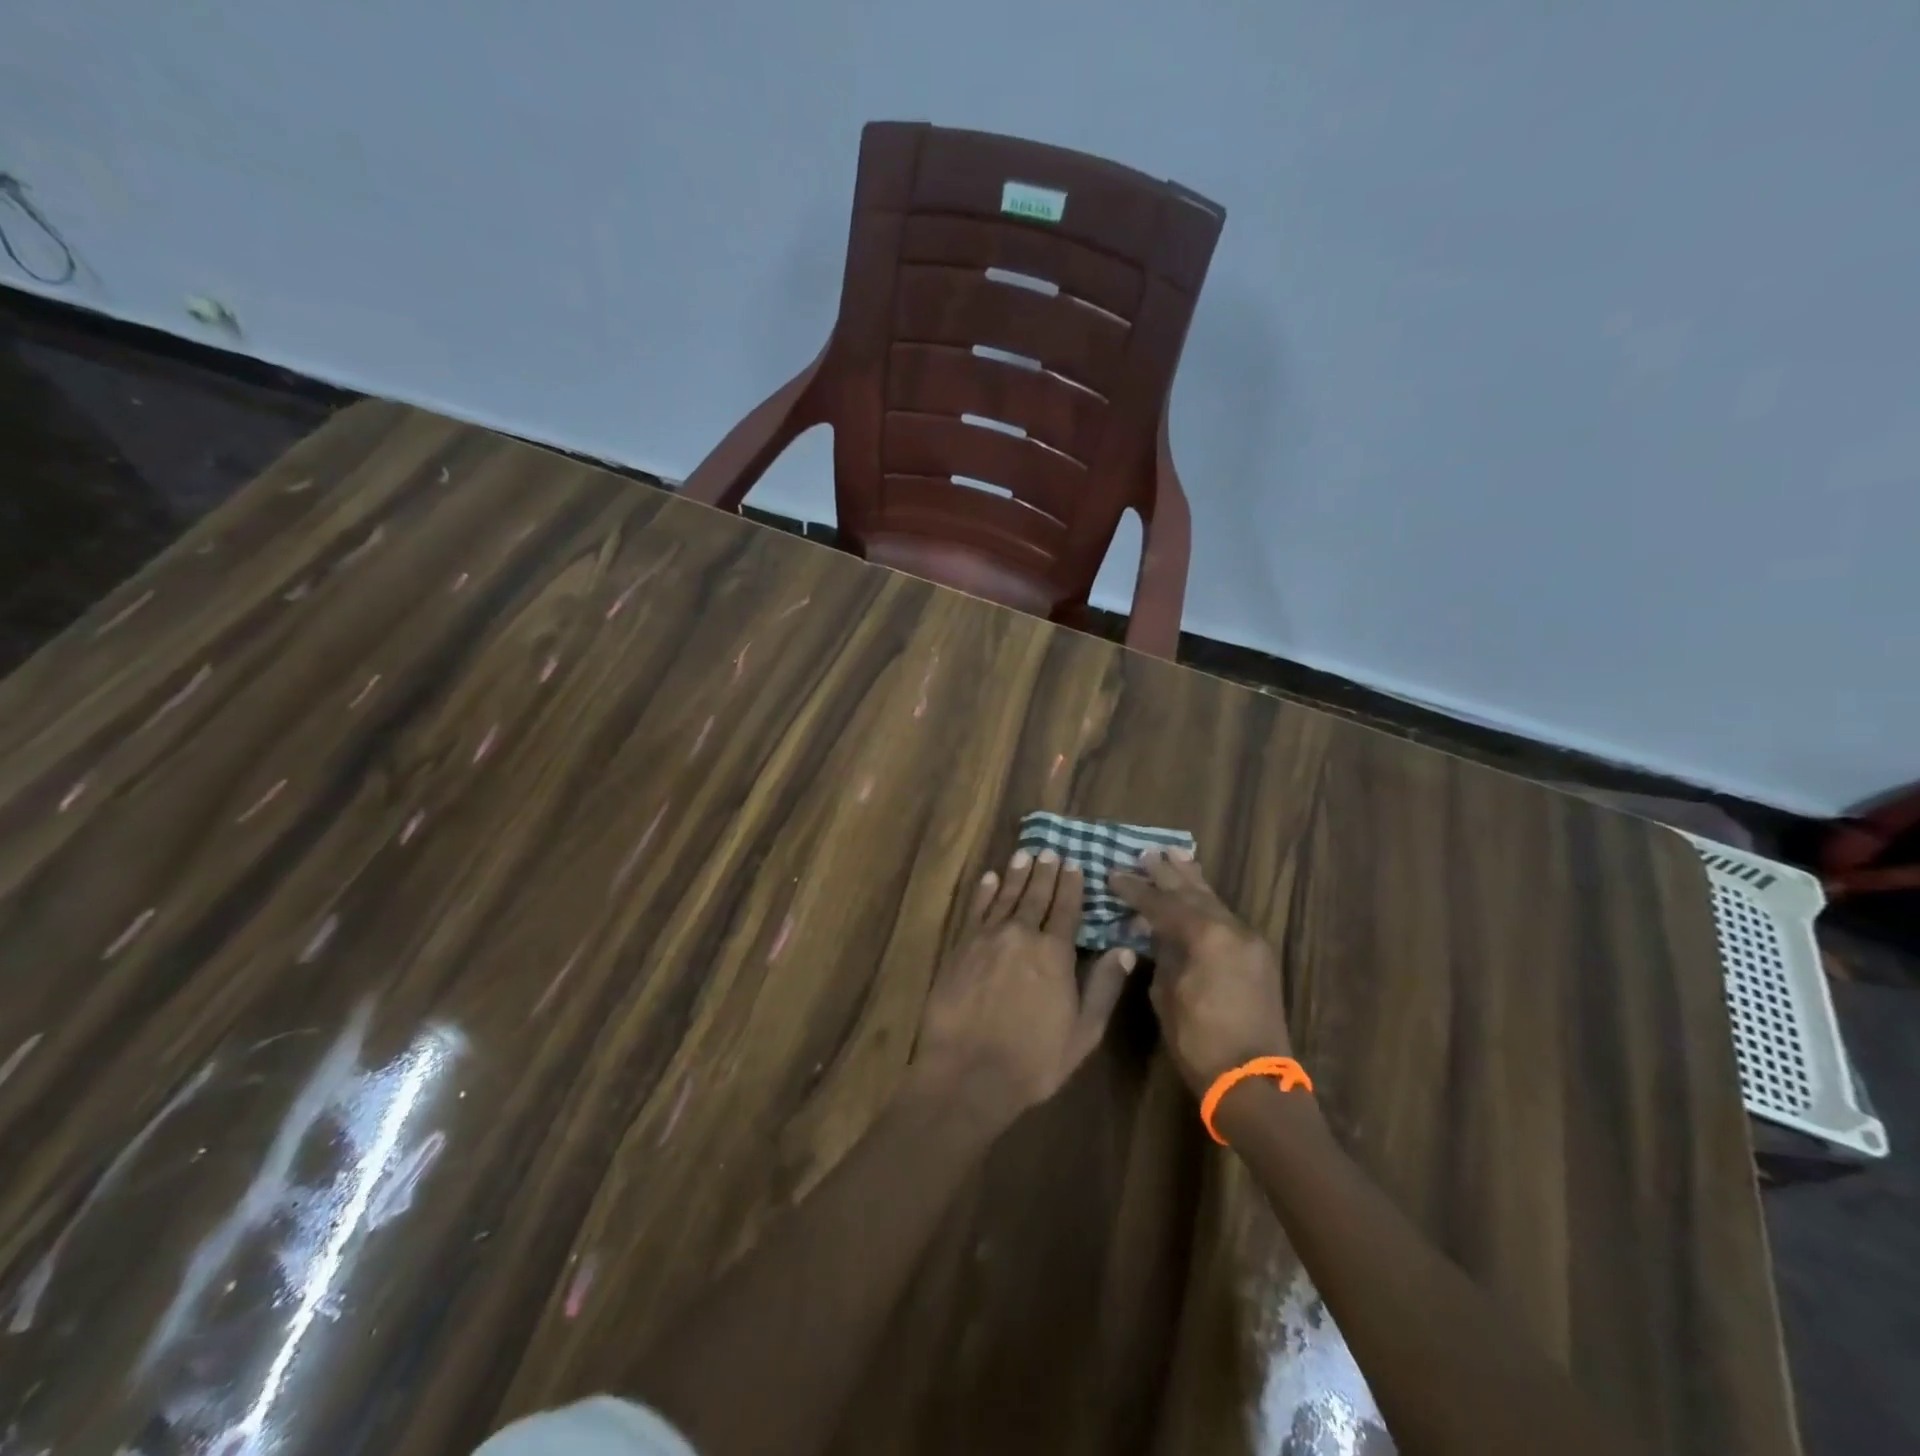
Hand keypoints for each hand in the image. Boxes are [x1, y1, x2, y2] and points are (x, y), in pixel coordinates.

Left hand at [910, 849, 1135, 1128]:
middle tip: (1049, 851)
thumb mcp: (1083, 1032)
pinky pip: (976, 910)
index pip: (1067, 909)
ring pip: (1006, 896)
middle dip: (1044, 872)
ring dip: (1016, 874)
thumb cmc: (1033, 1060)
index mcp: (1055, 954)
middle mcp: (1022, 935)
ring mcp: (988, 938)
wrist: (968, 1072)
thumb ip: (1104, 987)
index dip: (1071, 886)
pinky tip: (990, 879)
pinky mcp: (961, 947)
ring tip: (1024, 854)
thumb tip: (1125, 949)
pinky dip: (985, 892)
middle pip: (1036, 896)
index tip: (1074, 864)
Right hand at [1110, 848, 1291, 1096]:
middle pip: (1193, 892)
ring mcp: (1250, 942)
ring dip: (1192, 880)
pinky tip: (1198, 894)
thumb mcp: (1167, 997)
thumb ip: (1162, 956)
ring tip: (1176, 854)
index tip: (1114, 874)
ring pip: (1215, 901)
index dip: (1136, 889)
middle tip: (1146, 852)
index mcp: (1206, 937)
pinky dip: (1207, 903)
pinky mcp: (1258, 957)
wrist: (1255, 1083)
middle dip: (1167, 873)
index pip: (1162, 904)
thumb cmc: (1201, 1043)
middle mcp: (1232, 930)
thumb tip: (1155, 934)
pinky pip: (1227, 919)